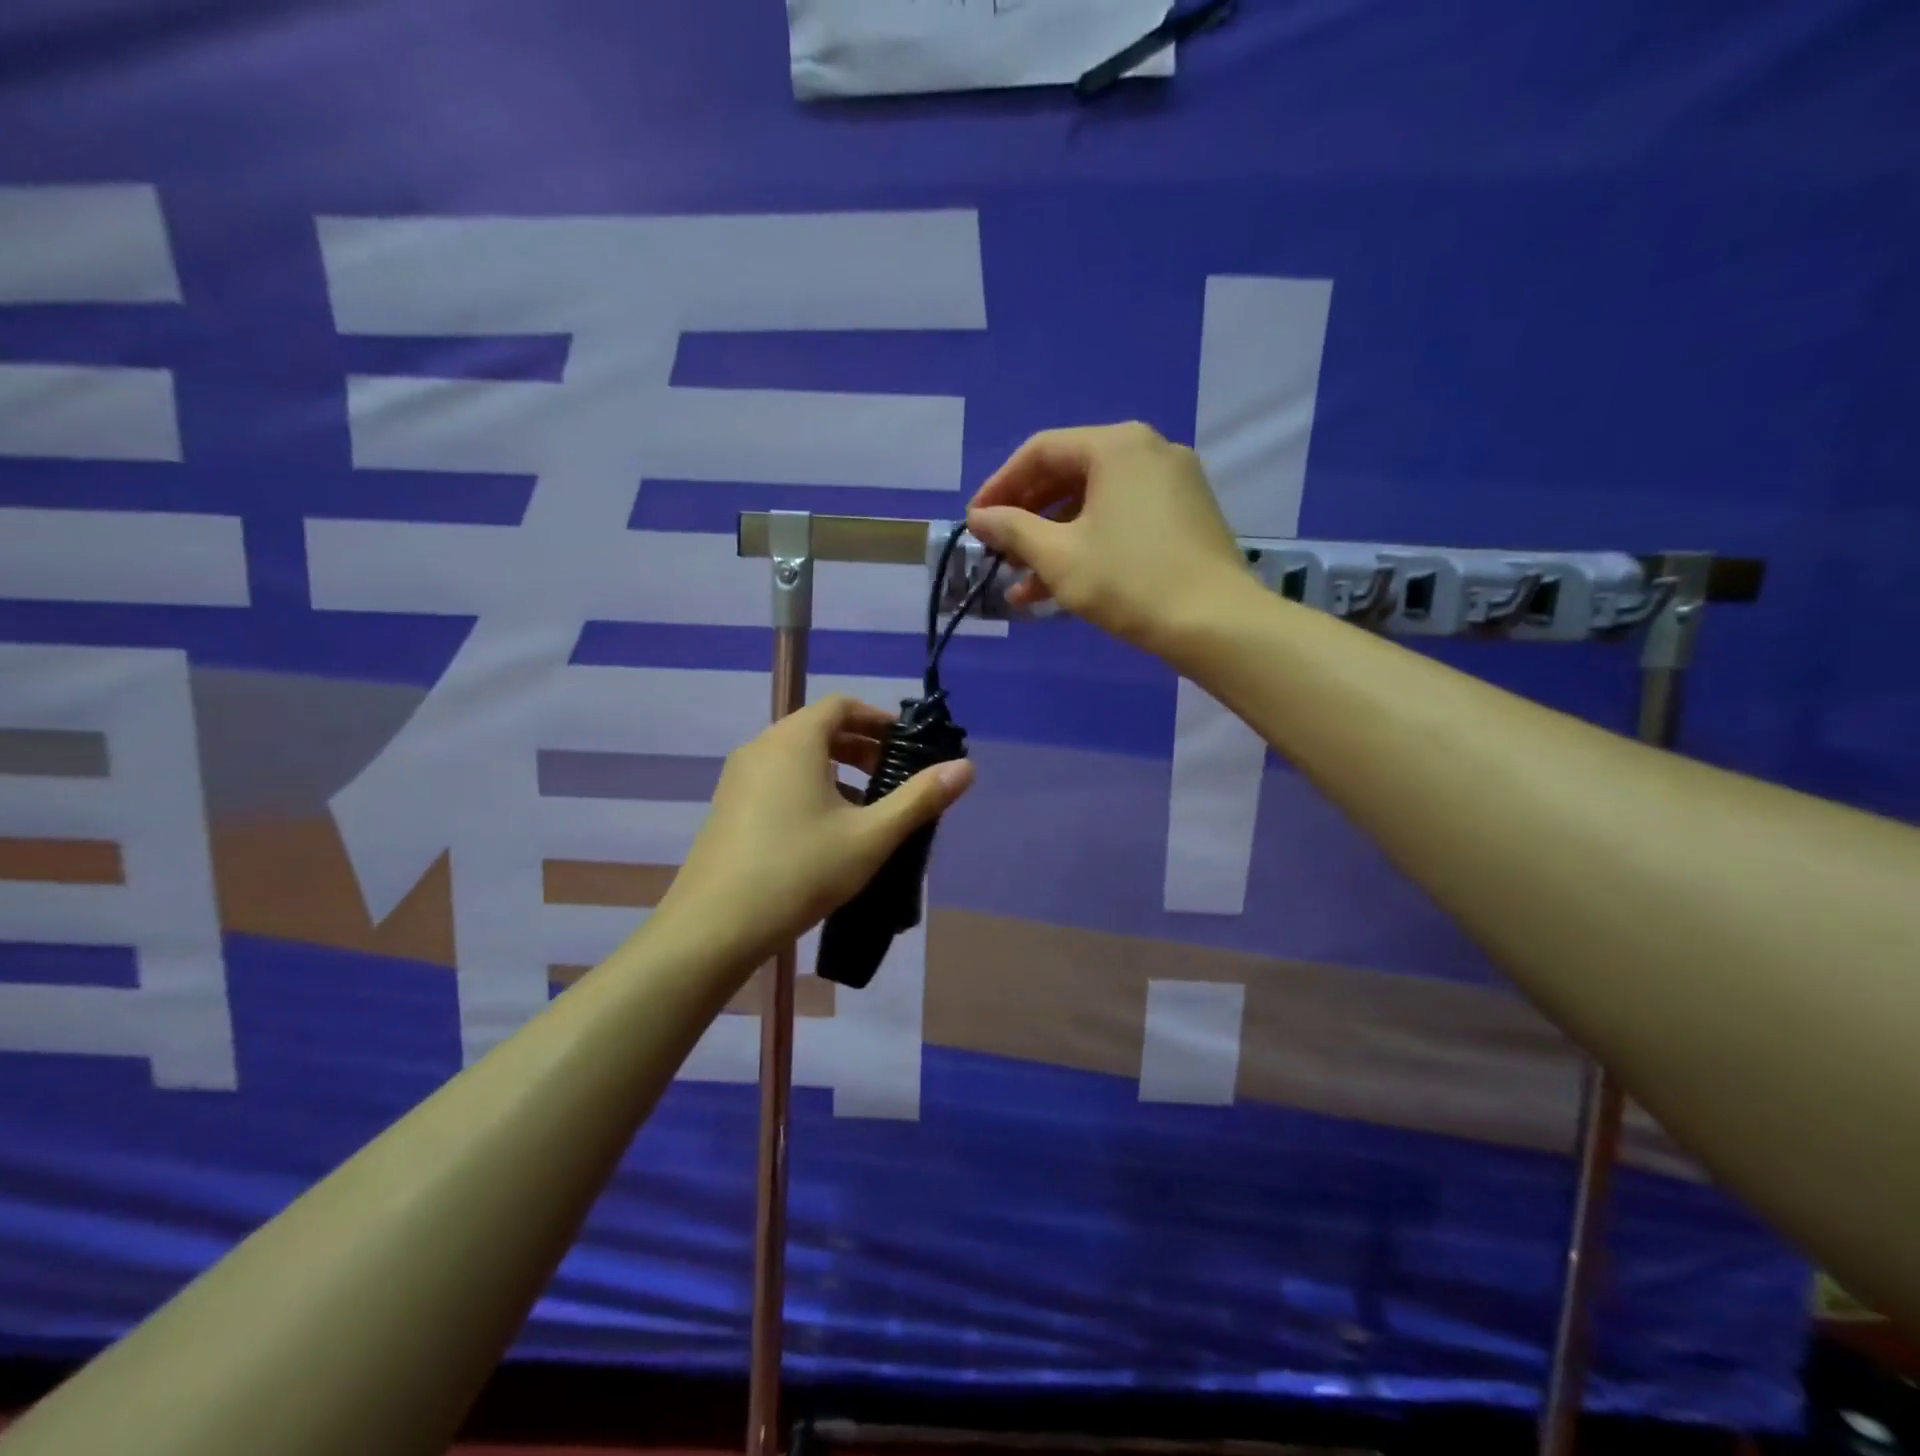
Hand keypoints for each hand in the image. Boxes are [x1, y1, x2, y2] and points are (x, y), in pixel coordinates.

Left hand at [656, 696, 974, 972]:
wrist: (714, 927)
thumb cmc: (799, 870)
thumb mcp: (870, 836)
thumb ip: (920, 799)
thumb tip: (967, 767)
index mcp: (794, 741)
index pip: (841, 706)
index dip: (878, 719)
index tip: (906, 745)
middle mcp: (761, 748)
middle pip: (818, 728)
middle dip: (860, 746)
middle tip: (893, 776)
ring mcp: (738, 778)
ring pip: (796, 757)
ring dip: (835, 769)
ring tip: (865, 806)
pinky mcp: (728, 808)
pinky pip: (776, 779)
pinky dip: (808, 787)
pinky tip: (825, 831)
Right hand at [967, 422, 1250, 655]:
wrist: (1215, 623)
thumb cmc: (1128, 581)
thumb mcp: (1059, 556)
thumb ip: (1012, 529)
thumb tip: (978, 517)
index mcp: (1117, 446)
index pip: (1041, 451)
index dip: (1000, 486)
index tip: (975, 521)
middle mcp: (1148, 451)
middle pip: (1069, 475)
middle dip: (1027, 518)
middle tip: (997, 550)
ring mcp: (1173, 484)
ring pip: (1095, 504)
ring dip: (1053, 541)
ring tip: (1020, 583)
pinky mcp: (1186, 517)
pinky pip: (1123, 520)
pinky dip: (1089, 545)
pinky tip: (1058, 587)